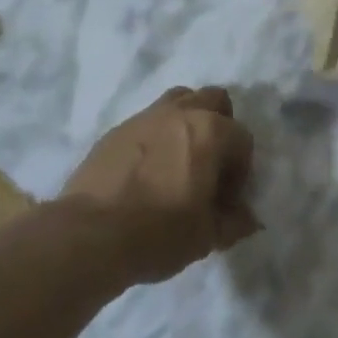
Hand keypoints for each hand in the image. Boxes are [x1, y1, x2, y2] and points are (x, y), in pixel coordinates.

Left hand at [61, 85, 257, 283]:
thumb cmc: (159, 233)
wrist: (89, 235)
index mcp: (210, 131)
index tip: (226, 201)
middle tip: (210, 166)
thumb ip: (234, 222)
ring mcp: (144, 117)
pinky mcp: (115, 130)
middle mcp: (180, 113)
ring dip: (188, 122)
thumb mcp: (207, 237)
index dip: (240, 172)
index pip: (242, 140)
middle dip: (220, 127)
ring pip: (178, 101)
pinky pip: (147, 122)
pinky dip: (156, 137)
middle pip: (214, 100)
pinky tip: (148, 171)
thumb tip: (248, 219)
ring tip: (180, 160)